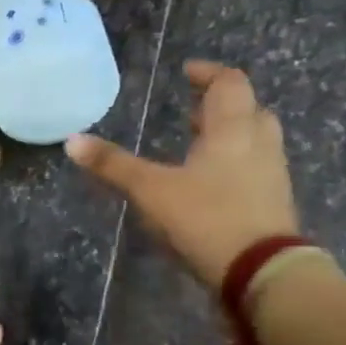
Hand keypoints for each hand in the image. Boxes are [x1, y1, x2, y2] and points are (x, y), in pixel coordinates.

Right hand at [65, 60, 298, 286]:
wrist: (262, 271)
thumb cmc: (206, 218)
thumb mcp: (151, 190)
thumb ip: (113, 165)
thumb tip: (71, 141)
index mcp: (233, 129)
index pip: (229, 84)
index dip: (208, 74)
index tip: (187, 72)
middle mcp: (259, 144)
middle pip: (248, 110)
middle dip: (220, 106)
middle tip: (191, 112)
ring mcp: (271, 175)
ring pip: (255, 140)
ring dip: (229, 135)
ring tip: (197, 145)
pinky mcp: (273, 204)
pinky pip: (255, 169)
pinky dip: (234, 164)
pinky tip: (209, 184)